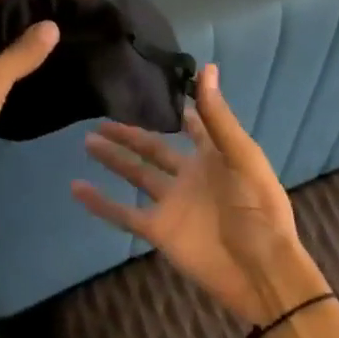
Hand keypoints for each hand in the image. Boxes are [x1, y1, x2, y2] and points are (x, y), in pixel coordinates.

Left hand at [0, 0, 91, 215]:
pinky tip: (58, 81)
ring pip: (7, 55)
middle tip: (93, 27)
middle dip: (47, 27)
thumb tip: (51, 25)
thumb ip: (23, 52)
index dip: (50, 0)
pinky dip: (26, 80)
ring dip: (37, 56)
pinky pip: (3, 81)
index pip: (15, 2)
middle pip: (11, 26)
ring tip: (85, 51)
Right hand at [72, 63, 326, 323]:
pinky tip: (77, 187)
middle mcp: (188, 175)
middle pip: (153, 148)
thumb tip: (205, 67)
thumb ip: (217, 116)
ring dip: (113, 158)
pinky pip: (123, 214)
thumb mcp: (241, 155)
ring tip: (87, 139)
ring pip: (134, 174)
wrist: (261, 270)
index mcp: (213, 156)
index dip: (176, 106)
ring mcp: (170, 203)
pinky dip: (100, 203)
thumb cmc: (259, 208)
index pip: (192, 125)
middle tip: (102, 114)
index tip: (151, 83)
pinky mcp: (157, 230)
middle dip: (129, 132)